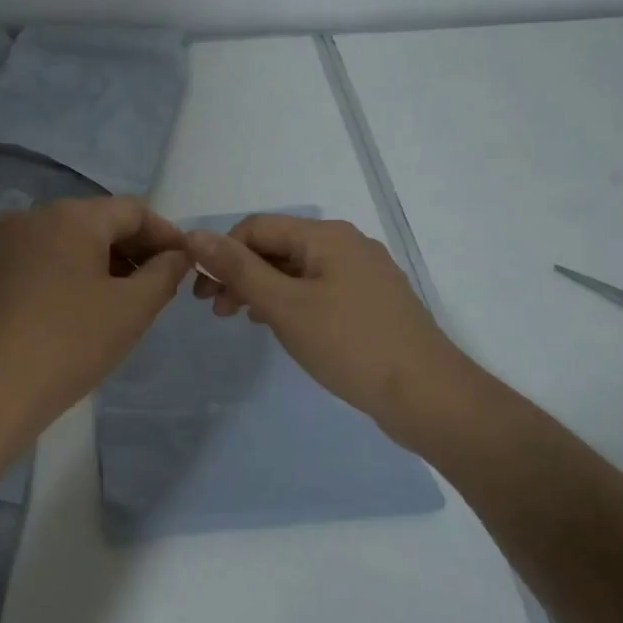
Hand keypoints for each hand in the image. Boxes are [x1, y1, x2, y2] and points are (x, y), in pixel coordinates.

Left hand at [0, 197, 191, 441]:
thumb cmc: (68, 345)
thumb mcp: (130, 310)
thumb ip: (164, 274)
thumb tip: (177, 255)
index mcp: (71, 215)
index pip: (134, 210)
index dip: (166, 235)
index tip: (188, 264)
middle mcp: (35, 216)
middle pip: (100, 221)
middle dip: (135, 250)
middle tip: (161, 287)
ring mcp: (8, 243)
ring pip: (71, 241)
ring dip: (105, 263)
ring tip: (127, 302)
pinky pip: (46, 260)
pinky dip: (74, 274)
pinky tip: (85, 309)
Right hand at [186, 214, 495, 441]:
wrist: (428, 395)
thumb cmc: (349, 345)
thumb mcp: (284, 305)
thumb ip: (238, 269)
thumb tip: (195, 235)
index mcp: (326, 236)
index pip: (257, 227)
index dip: (222, 252)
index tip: (200, 290)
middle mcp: (346, 244)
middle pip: (277, 246)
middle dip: (240, 272)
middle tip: (214, 309)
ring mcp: (363, 273)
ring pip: (297, 269)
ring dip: (262, 288)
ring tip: (239, 318)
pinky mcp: (371, 301)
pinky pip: (318, 288)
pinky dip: (289, 300)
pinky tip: (278, 325)